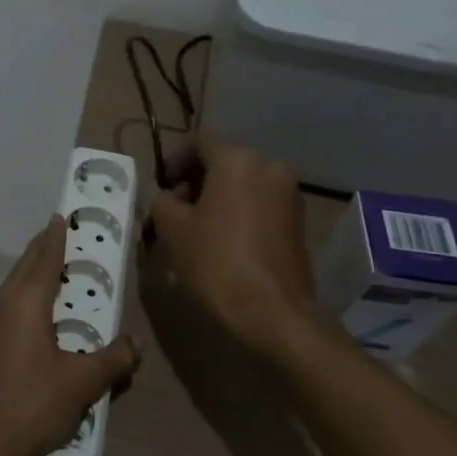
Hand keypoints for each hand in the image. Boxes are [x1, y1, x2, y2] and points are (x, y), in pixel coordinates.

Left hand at [0, 217, 139, 455]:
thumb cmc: (32, 405)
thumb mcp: (82, 383)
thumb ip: (113, 359)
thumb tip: (135, 343)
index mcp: (25, 303)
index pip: (44, 257)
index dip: (56, 236)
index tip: (63, 216)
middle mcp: (1, 305)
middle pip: (24, 267)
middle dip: (44, 250)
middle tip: (64, 237)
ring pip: (13, 287)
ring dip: (33, 274)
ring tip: (55, 272)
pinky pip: (8, 307)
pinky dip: (25, 297)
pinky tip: (38, 316)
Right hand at [146, 137, 327, 362]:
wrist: (272, 312)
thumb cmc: (215, 262)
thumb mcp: (172, 230)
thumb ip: (162, 202)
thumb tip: (167, 198)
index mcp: (238, 160)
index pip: (198, 142)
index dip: (172, 160)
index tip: (159, 185)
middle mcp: (270, 167)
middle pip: (223, 163)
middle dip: (194, 182)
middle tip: (172, 210)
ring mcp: (289, 195)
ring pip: (242, 185)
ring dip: (216, 199)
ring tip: (193, 230)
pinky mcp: (297, 222)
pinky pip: (259, 205)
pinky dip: (237, 214)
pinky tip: (220, 242)